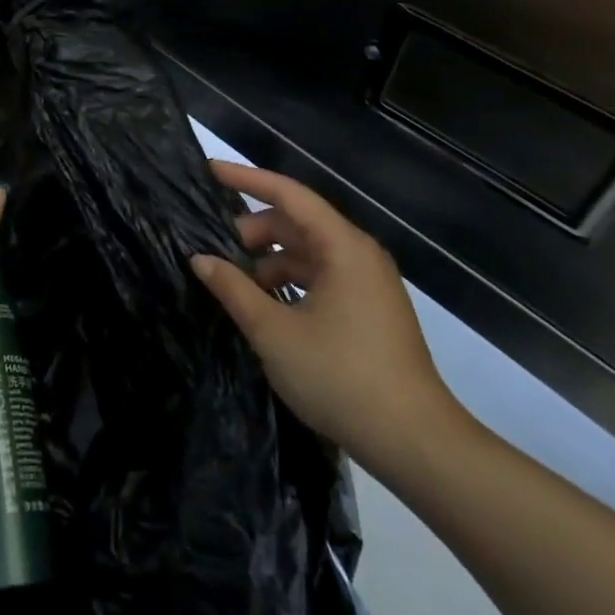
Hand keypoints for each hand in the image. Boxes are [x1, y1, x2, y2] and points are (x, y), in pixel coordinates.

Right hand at [189, 160, 465, 477]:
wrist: (415, 442)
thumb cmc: (341, 376)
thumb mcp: (273, 332)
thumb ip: (233, 289)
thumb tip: (200, 259)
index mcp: (343, 247)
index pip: (289, 194)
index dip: (246, 179)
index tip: (209, 172)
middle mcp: (359, 255)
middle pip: (297, 223)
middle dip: (252, 231)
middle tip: (212, 251)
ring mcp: (367, 284)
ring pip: (307, 253)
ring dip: (268, 260)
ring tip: (232, 283)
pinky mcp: (369, 310)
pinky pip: (320, 277)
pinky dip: (288, 282)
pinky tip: (262, 306)